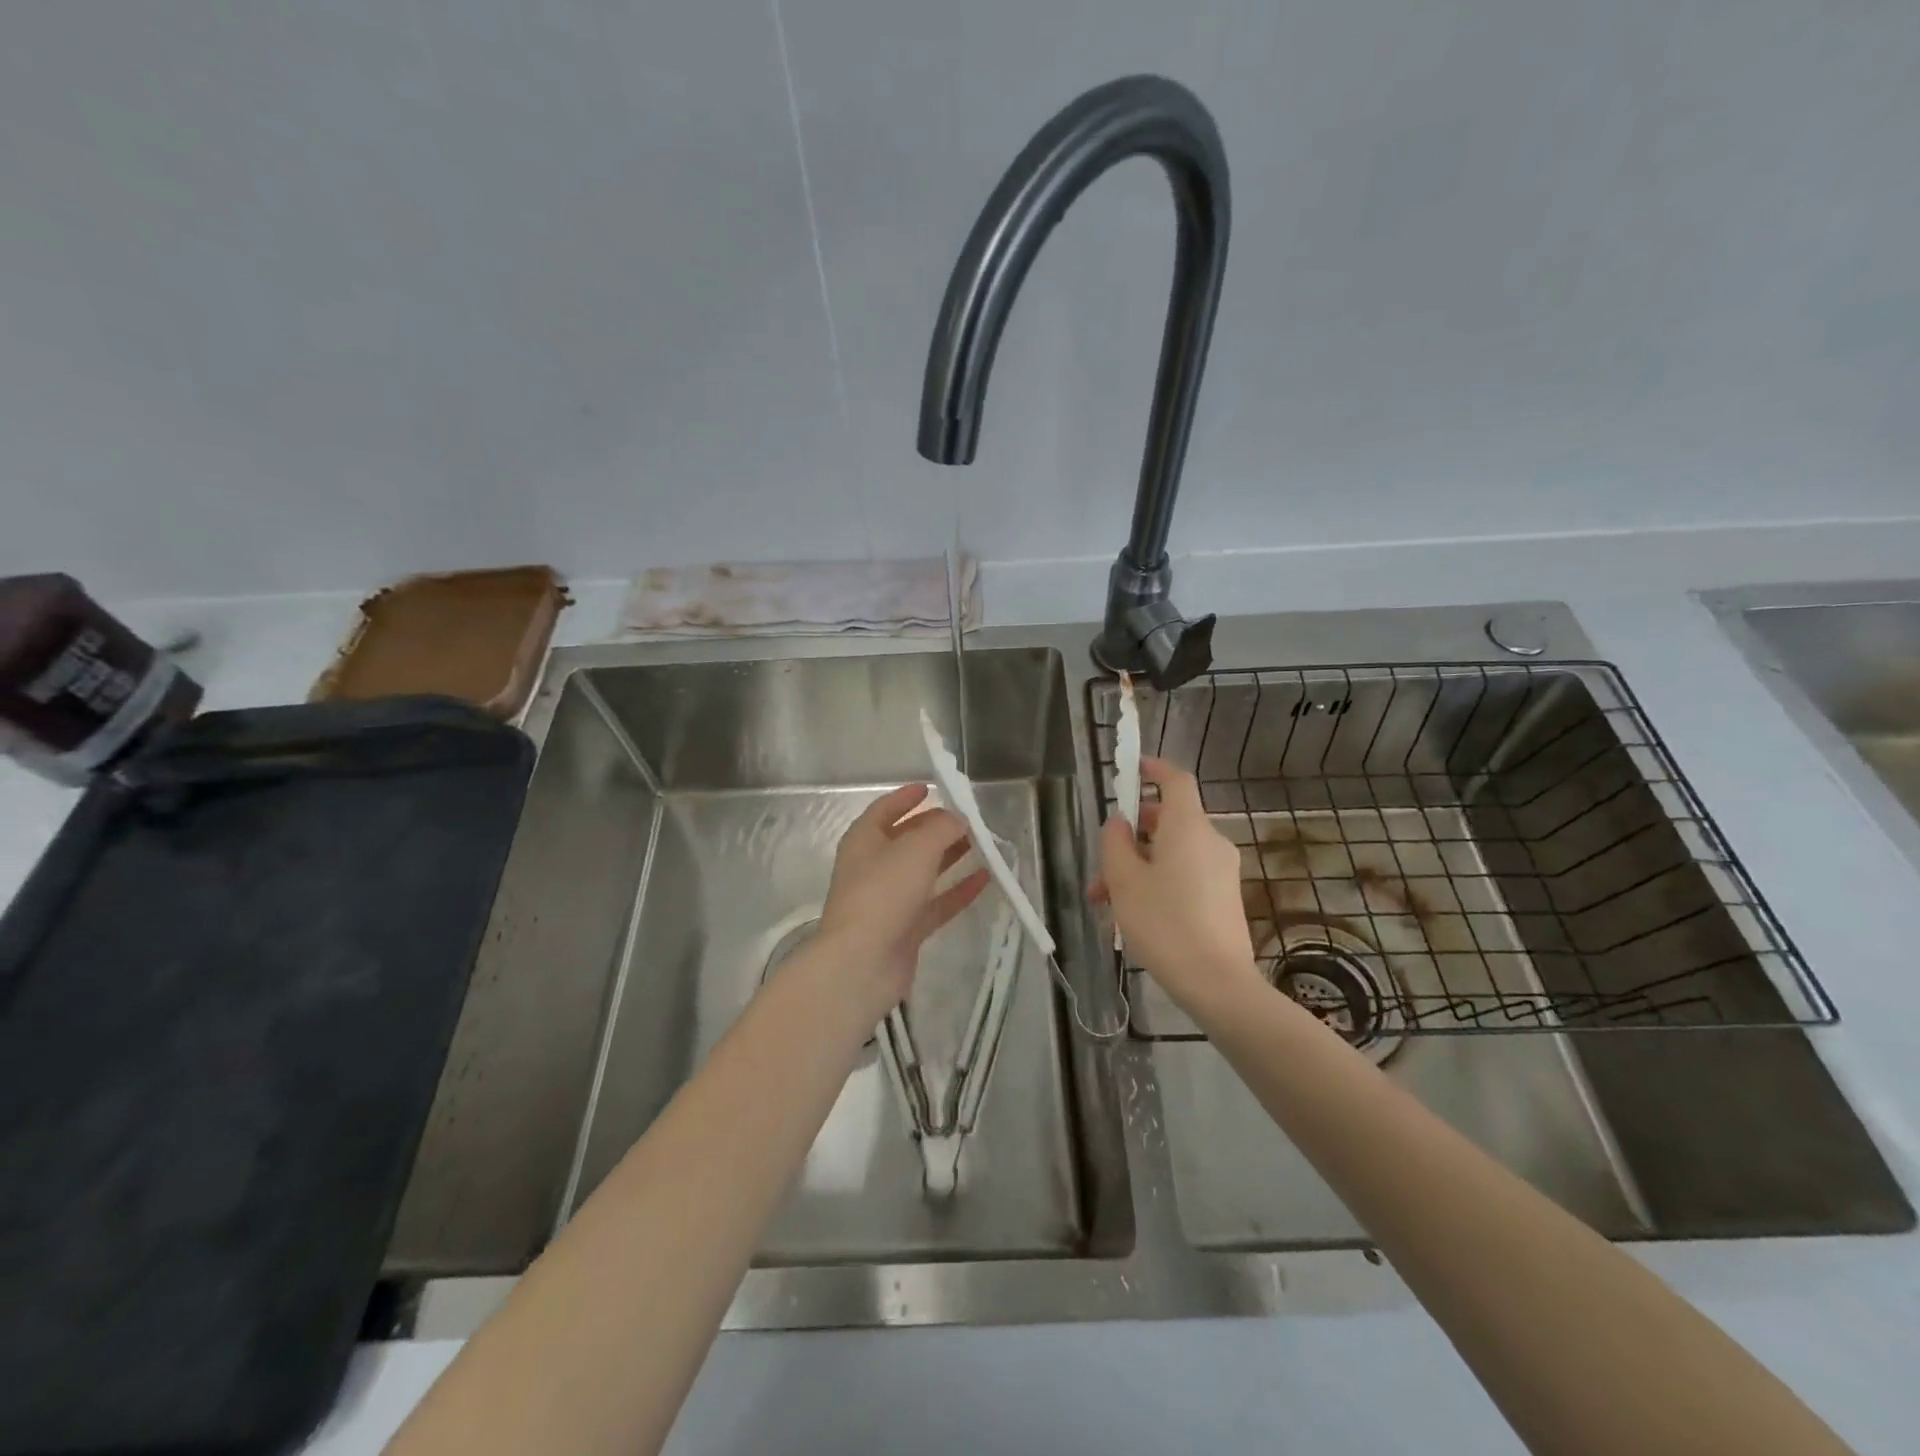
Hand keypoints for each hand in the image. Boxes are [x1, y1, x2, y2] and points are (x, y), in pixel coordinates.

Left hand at [817, 784, 989, 1018]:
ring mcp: (889, 900)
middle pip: (907, 840)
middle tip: (968, 819)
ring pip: (924, 871)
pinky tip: (986, 879)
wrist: (862, 962)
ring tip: (982, 844)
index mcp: (864, 840)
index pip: (884, 809)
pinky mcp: (905, 929)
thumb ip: (942, 828)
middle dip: (936, 827)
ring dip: (950, 857)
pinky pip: (936, 903)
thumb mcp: (916, 848)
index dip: (906, 797)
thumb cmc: (883, 892)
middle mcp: (873, 866)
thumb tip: (957, 818)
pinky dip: (958, 890)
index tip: (931, 788)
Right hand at [1091, 758, 1263, 1018]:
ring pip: (1171, 854)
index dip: (1153, 769)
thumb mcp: (1124, 881)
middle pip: (1166, 823)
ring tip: (1106, 906)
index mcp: (1188, 828)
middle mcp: (1210, 842)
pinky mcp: (1224, 898)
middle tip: (1099, 871)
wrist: (1218, 983)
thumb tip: (1120, 824)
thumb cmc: (1165, 923)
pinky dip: (1158, 884)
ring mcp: (1221, 871)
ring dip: (1137, 869)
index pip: (1176, 781)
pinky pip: (1185, 876)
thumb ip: (1115, 843)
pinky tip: (1134, 919)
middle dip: (1129, 840)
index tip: (1131, 769)